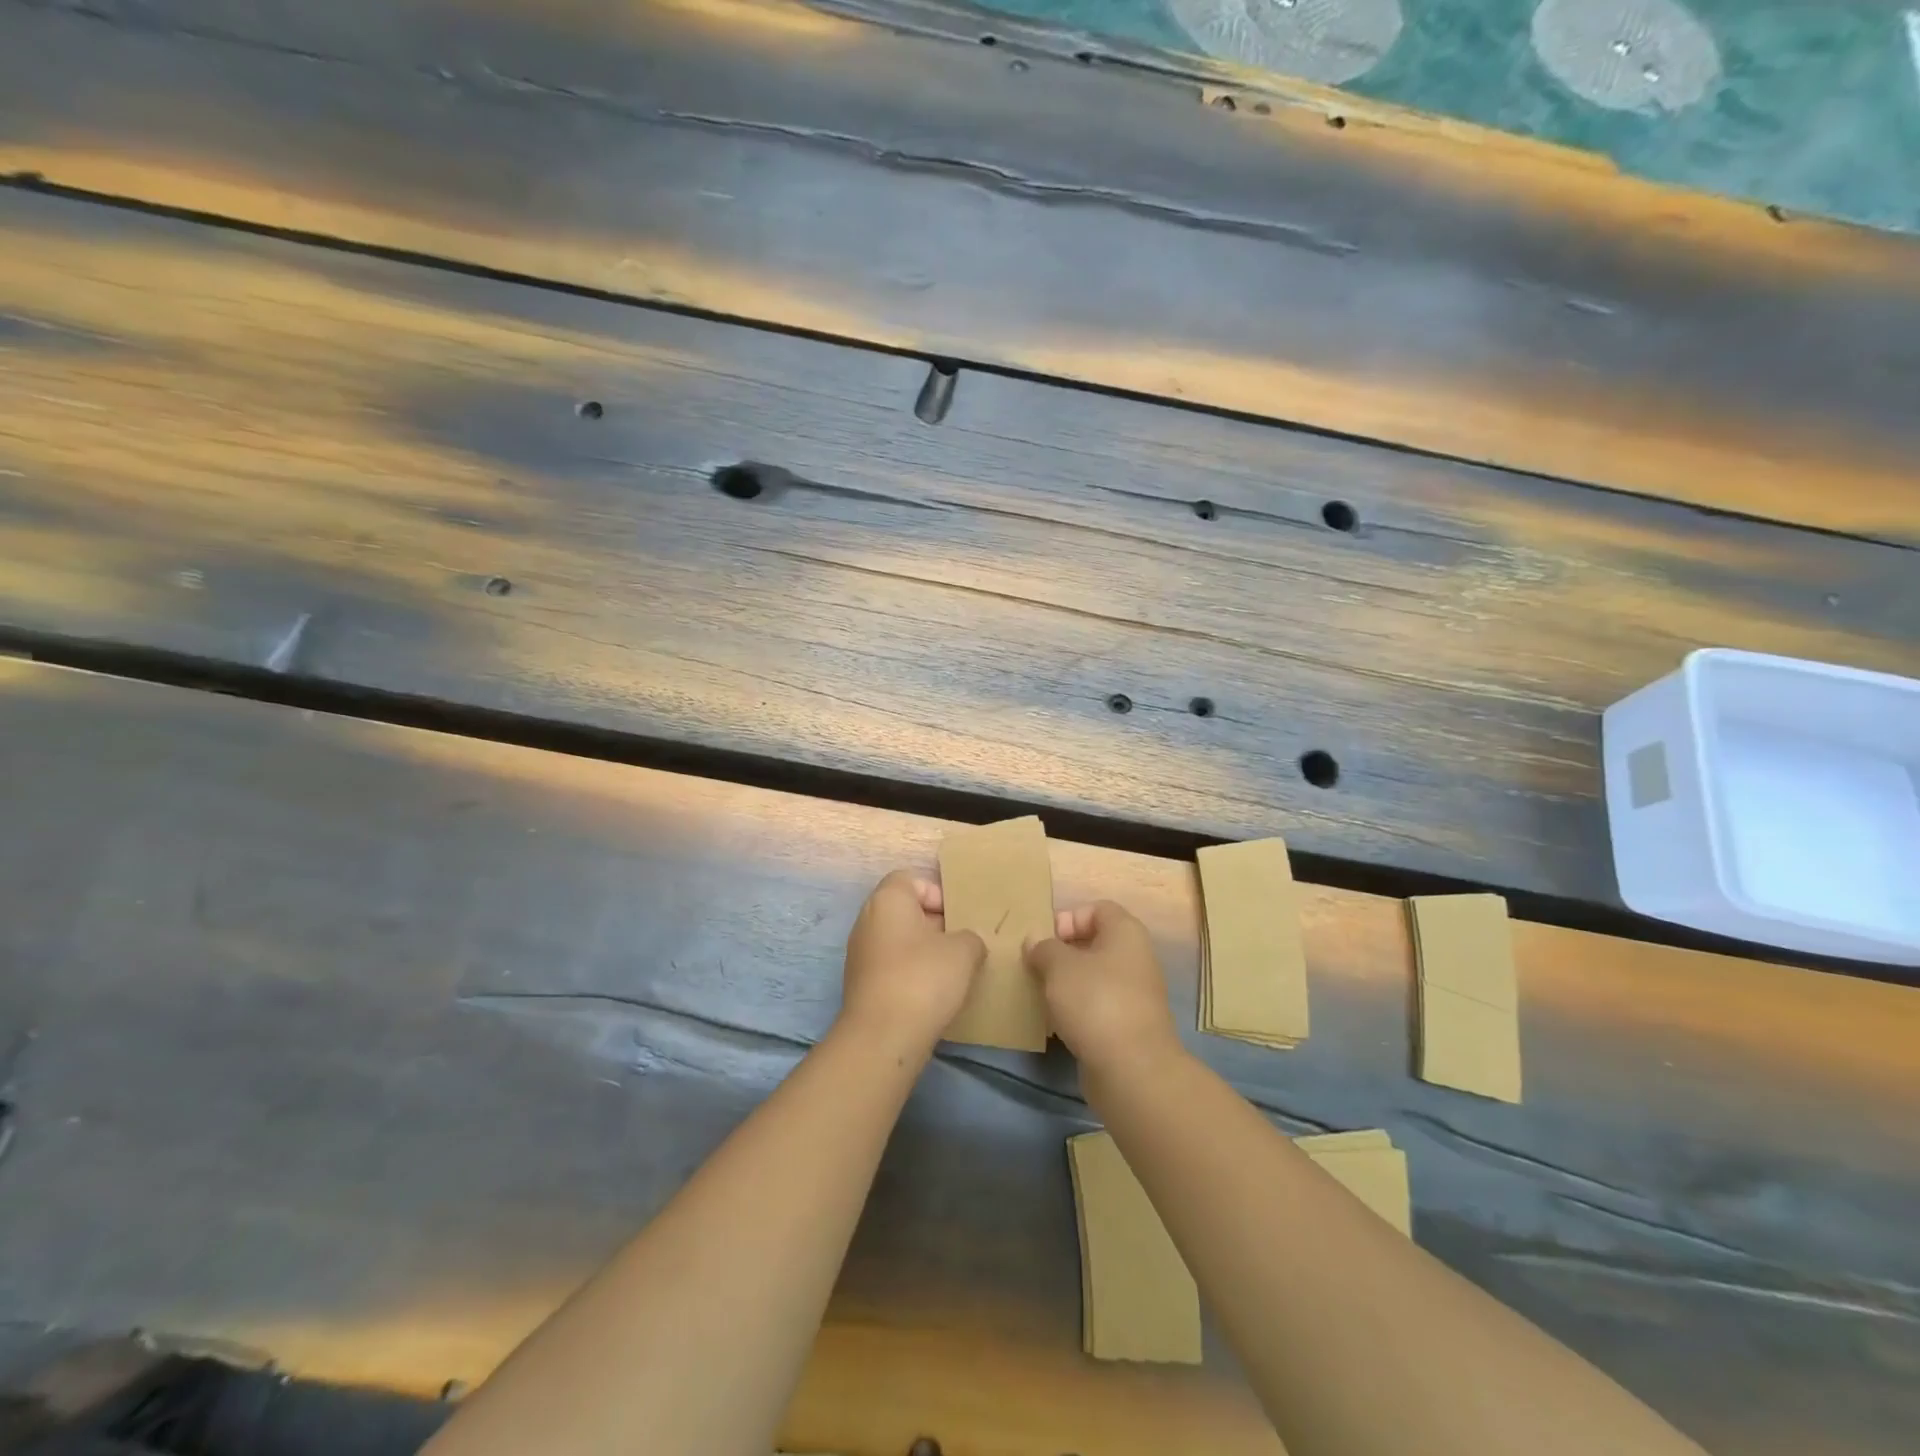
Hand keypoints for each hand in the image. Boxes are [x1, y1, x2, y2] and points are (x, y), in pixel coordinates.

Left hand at [838, 869, 985, 1057]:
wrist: (883, 1037)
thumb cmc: (924, 978)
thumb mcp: (964, 951)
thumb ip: (970, 937)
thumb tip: (966, 943)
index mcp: (887, 900)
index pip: (911, 879)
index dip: (937, 893)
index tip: (958, 917)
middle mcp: (867, 920)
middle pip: (905, 910)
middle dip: (935, 923)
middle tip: (962, 943)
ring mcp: (860, 954)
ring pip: (899, 940)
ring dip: (924, 951)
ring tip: (952, 970)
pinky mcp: (861, 985)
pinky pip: (891, 966)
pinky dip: (911, 973)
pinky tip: (933, 993)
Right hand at [1025, 901, 1183, 1075]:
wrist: (1132, 1069)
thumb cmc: (1095, 1002)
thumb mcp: (1059, 966)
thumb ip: (1044, 948)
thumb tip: (1036, 943)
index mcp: (1126, 933)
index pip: (1097, 909)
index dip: (1069, 918)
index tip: (1046, 941)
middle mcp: (1136, 958)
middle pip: (1095, 943)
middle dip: (1063, 953)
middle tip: (1037, 967)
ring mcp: (1135, 994)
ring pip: (1095, 977)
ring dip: (1068, 983)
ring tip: (1043, 995)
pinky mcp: (1129, 1025)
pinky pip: (1098, 1006)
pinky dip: (1078, 1010)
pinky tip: (1058, 1023)